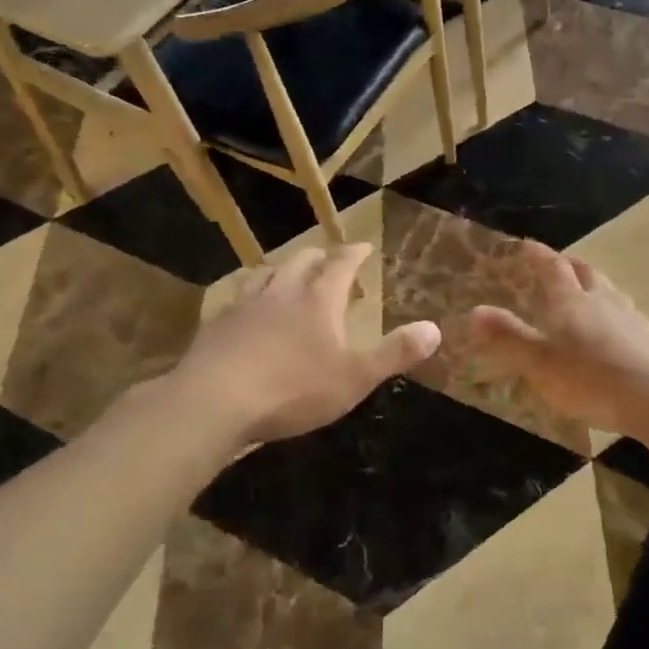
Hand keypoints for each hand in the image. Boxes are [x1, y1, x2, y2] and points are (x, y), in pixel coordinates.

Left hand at [151, 244, 439, 446]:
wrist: (214, 402)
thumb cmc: (293, 390)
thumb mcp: (354, 378)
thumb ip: (395, 353)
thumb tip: (435, 329)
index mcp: (318, 299)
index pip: (340, 263)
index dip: (354, 253)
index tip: (363, 246)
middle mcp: (282, 291)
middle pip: (301, 260)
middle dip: (318, 256)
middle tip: (327, 261)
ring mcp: (245, 305)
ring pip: (265, 273)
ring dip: (282, 269)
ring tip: (287, 275)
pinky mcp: (216, 325)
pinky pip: (236, 298)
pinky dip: (249, 295)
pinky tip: (245, 309)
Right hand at [468, 241, 648, 436]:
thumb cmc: (591, 379)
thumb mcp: (539, 363)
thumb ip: (508, 338)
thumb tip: (475, 311)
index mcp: (571, 301)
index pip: (552, 267)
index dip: (538, 254)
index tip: (527, 244)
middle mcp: (601, 299)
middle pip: (584, 271)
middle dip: (567, 264)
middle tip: (556, 264)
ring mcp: (628, 316)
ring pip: (607, 289)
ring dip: (592, 284)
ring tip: (583, 291)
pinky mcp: (647, 337)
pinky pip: (623, 312)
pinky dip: (610, 310)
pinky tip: (611, 326)